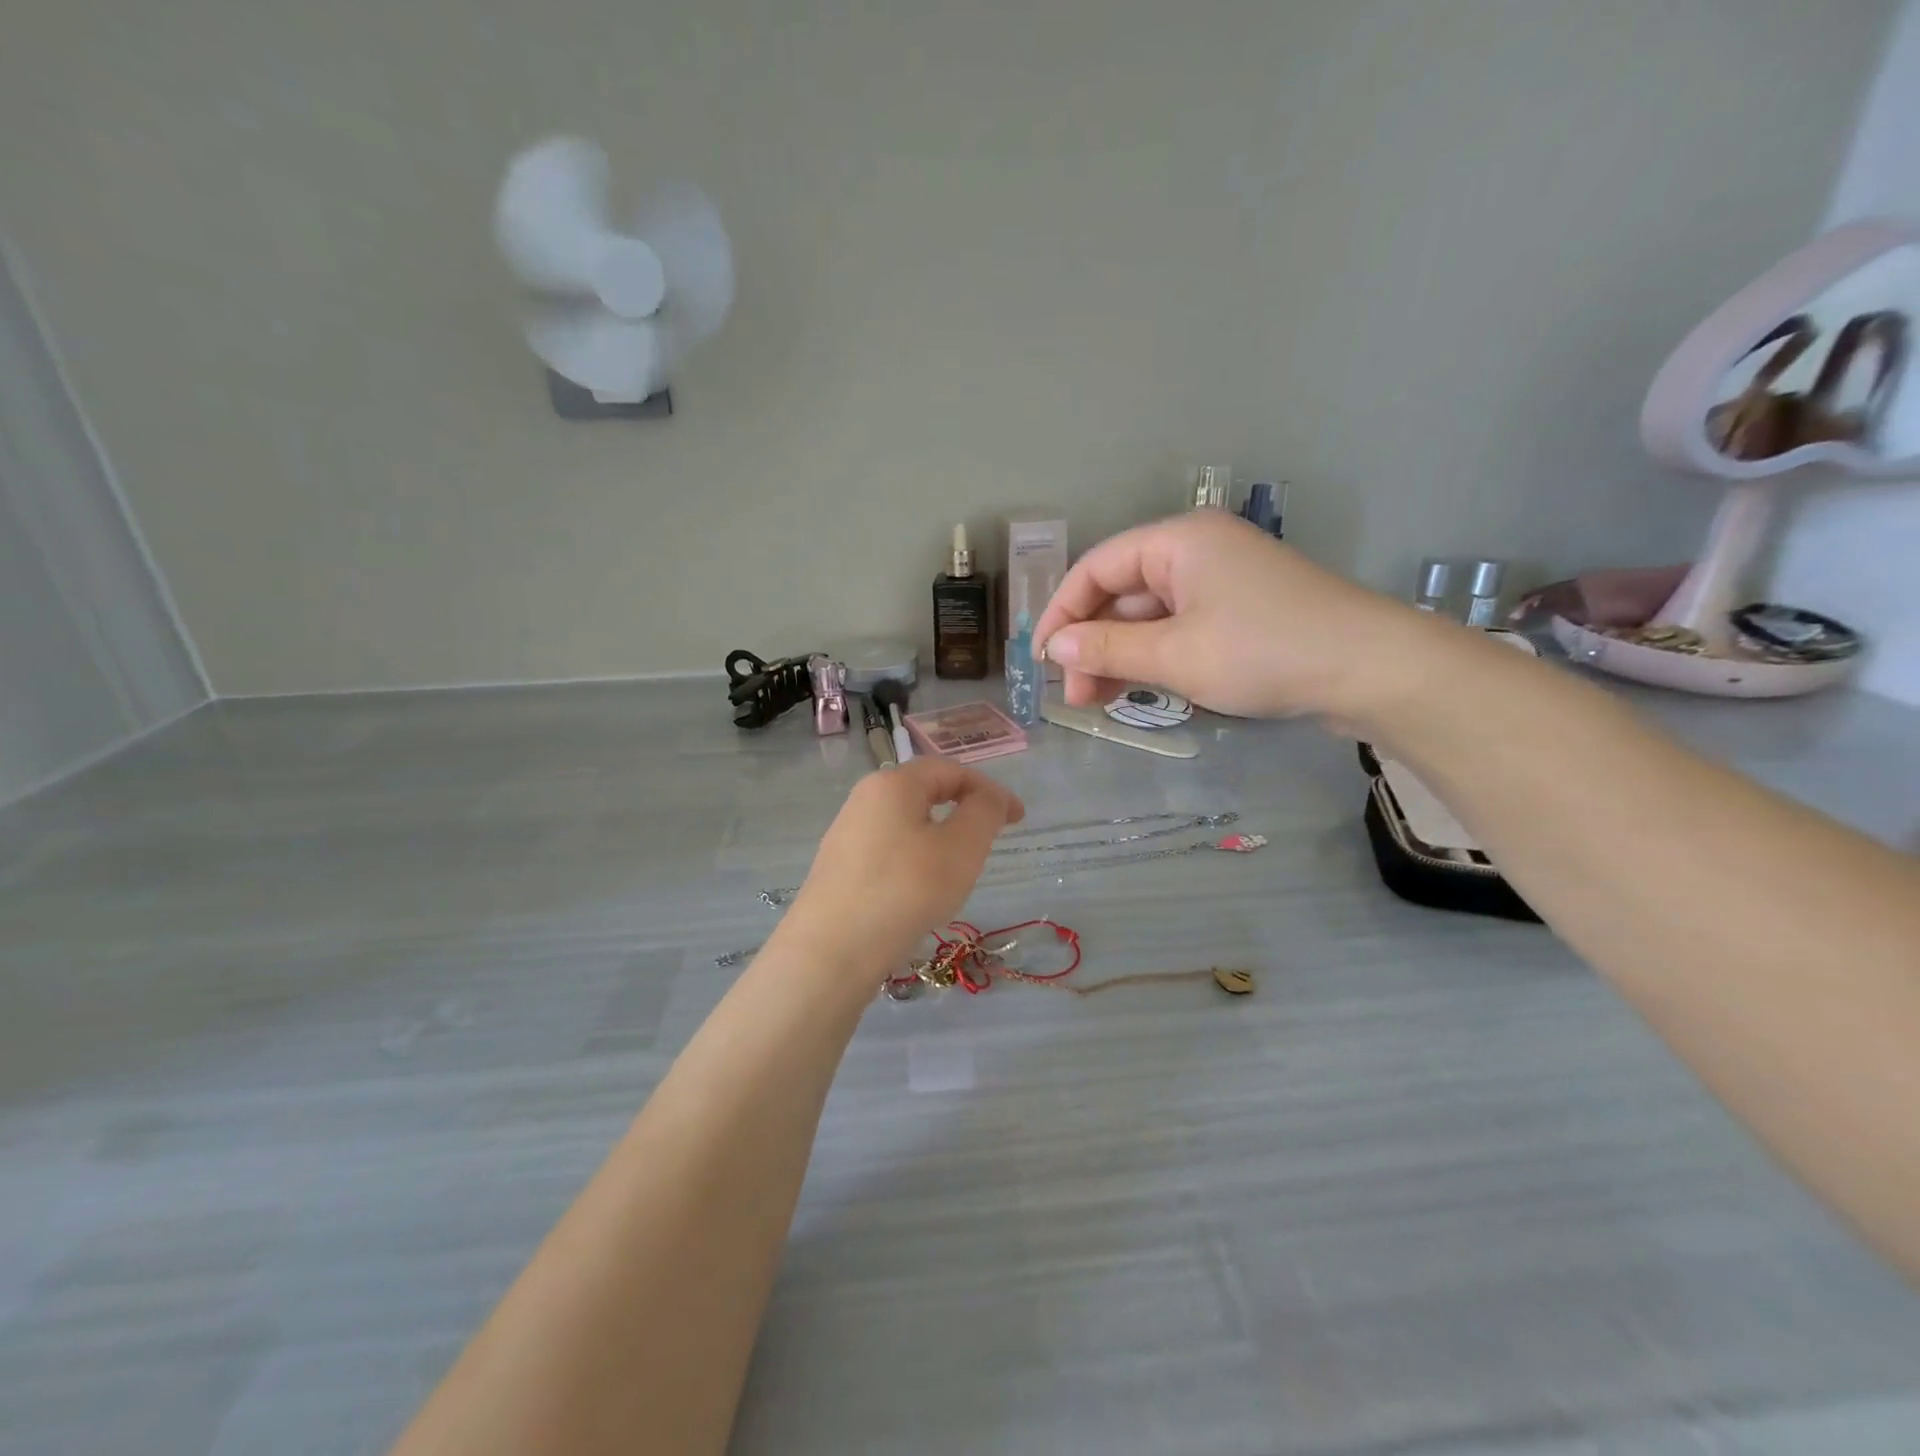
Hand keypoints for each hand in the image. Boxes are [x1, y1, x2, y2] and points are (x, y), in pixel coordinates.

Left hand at [781, 759, 1025, 978]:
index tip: (1018, 819)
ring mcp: (846, 833)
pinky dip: (915, 859)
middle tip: (989, 841)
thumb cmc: (905, 890)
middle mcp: (864, 798)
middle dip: (963, 810)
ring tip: (957, 872)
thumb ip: (984, 812)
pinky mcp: (838, 867)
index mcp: (893, 783)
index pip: (950, 770)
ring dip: (939, 837)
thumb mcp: (961, 848)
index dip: (989, 789)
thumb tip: (989, 797)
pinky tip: (919, 893)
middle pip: (924, 792)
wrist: (831, 951)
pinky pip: (887, 850)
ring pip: (906, 823)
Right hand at [1033, 511, 1431, 722]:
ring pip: (1150, 615)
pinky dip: (1155, 656)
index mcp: (1177, 541)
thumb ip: (1106, 647)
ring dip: (1120, 654)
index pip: (1096, 568)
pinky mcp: (1240, 610)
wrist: (1370, 670)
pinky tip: (1139, 688)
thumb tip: (1053, 645)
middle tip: (1075, 696)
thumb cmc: (1263, 651)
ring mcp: (1221, 581)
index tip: (1041, 660)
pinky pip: (1179, 627)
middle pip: (1121, 592)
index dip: (1061, 612)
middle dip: (1092, 642)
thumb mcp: (1174, 655)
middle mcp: (1196, 551)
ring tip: (1099, 701)